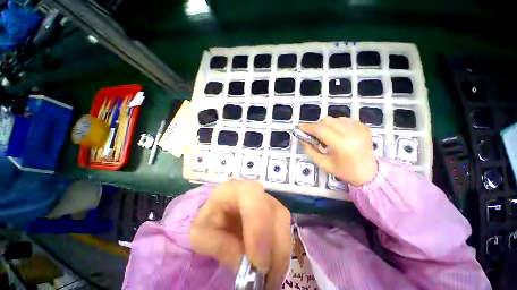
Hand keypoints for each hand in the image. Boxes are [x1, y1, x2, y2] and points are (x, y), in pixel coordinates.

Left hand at [189, 180, 290, 288]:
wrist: (220, 213)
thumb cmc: (208, 220)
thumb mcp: (201, 235)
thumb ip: (216, 244)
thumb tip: (245, 261)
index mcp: (234, 189)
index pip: (252, 198)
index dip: (259, 228)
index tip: (258, 263)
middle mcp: (255, 190)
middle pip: (275, 211)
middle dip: (275, 247)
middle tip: (267, 280)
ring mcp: (267, 198)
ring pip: (284, 221)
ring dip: (281, 251)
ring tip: (270, 277)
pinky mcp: (275, 210)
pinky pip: (285, 229)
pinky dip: (282, 250)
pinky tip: (273, 266)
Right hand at [299, 117, 377, 186]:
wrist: (369, 173)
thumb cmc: (344, 171)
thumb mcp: (322, 163)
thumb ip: (309, 149)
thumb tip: (301, 137)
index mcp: (343, 145)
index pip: (321, 130)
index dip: (309, 127)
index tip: (300, 128)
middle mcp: (353, 133)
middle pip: (327, 121)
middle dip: (316, 126)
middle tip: (313, 135)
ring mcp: (360, 128)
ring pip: (334, 119)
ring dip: (326, 126)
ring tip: (326, 137)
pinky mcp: (364, 126)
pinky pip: (343, 120)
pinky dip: (335, 125)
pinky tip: (336, 135)